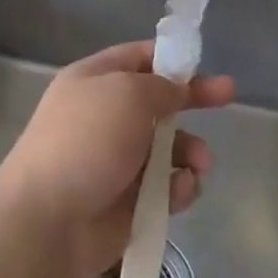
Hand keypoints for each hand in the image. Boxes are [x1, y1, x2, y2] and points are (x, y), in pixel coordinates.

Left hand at [0, 41, 235, 277]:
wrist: (47, 220)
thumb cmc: (87, 141)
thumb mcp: (128, 93)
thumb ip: (162, 87)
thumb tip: (175, 92)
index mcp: (94, 81)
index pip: (137, 57)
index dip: (171, 58)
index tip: (203, 63)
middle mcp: (105, 116)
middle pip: (159, 102)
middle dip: (194, 100)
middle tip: (229, 98)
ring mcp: (116, 161)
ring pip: (168, 147)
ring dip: (191, 151)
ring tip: (200, 164)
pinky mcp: (128, 202)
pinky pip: (165, 187)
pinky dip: (179, 187)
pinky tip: (180, 191)